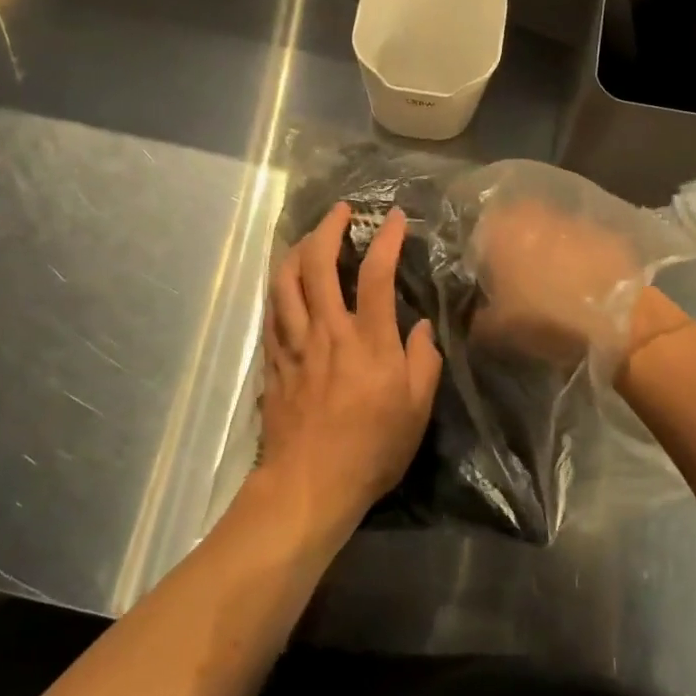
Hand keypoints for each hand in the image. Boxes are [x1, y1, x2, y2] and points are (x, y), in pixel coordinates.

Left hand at [259, 202, 441, 528]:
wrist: (309, 485)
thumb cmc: (371, 449)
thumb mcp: (416, 410)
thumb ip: (423, 361)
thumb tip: (419, 326)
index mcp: (368, 341)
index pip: (376, 273)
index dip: (386, 238)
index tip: (395, 217)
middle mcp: (328, 331)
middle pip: (318, 263)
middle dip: (329, 227)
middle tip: (341, 210)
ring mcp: (295, 343)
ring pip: (285, 280)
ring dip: (297, 249)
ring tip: (310, 237)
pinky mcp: (274, 360)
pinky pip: (272, 310)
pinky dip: (279, 286)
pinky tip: (285, 281)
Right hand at [468, 191, 694, 380]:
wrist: (620, 320)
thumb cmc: (547, 319)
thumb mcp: (497, 329)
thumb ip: (476, 317)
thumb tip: (472, 312)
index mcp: (501, 231)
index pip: (477, 231)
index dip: (478, 253)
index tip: (481, 275)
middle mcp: (533, 214)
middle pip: (512, 223)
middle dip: (510, 244)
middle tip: (512, 274)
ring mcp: (571, 219)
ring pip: (546, 228)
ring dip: (543, 246)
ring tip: (548, 277)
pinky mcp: (602, 231)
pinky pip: (578, 238)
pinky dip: (575, 252)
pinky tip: (578, 276)